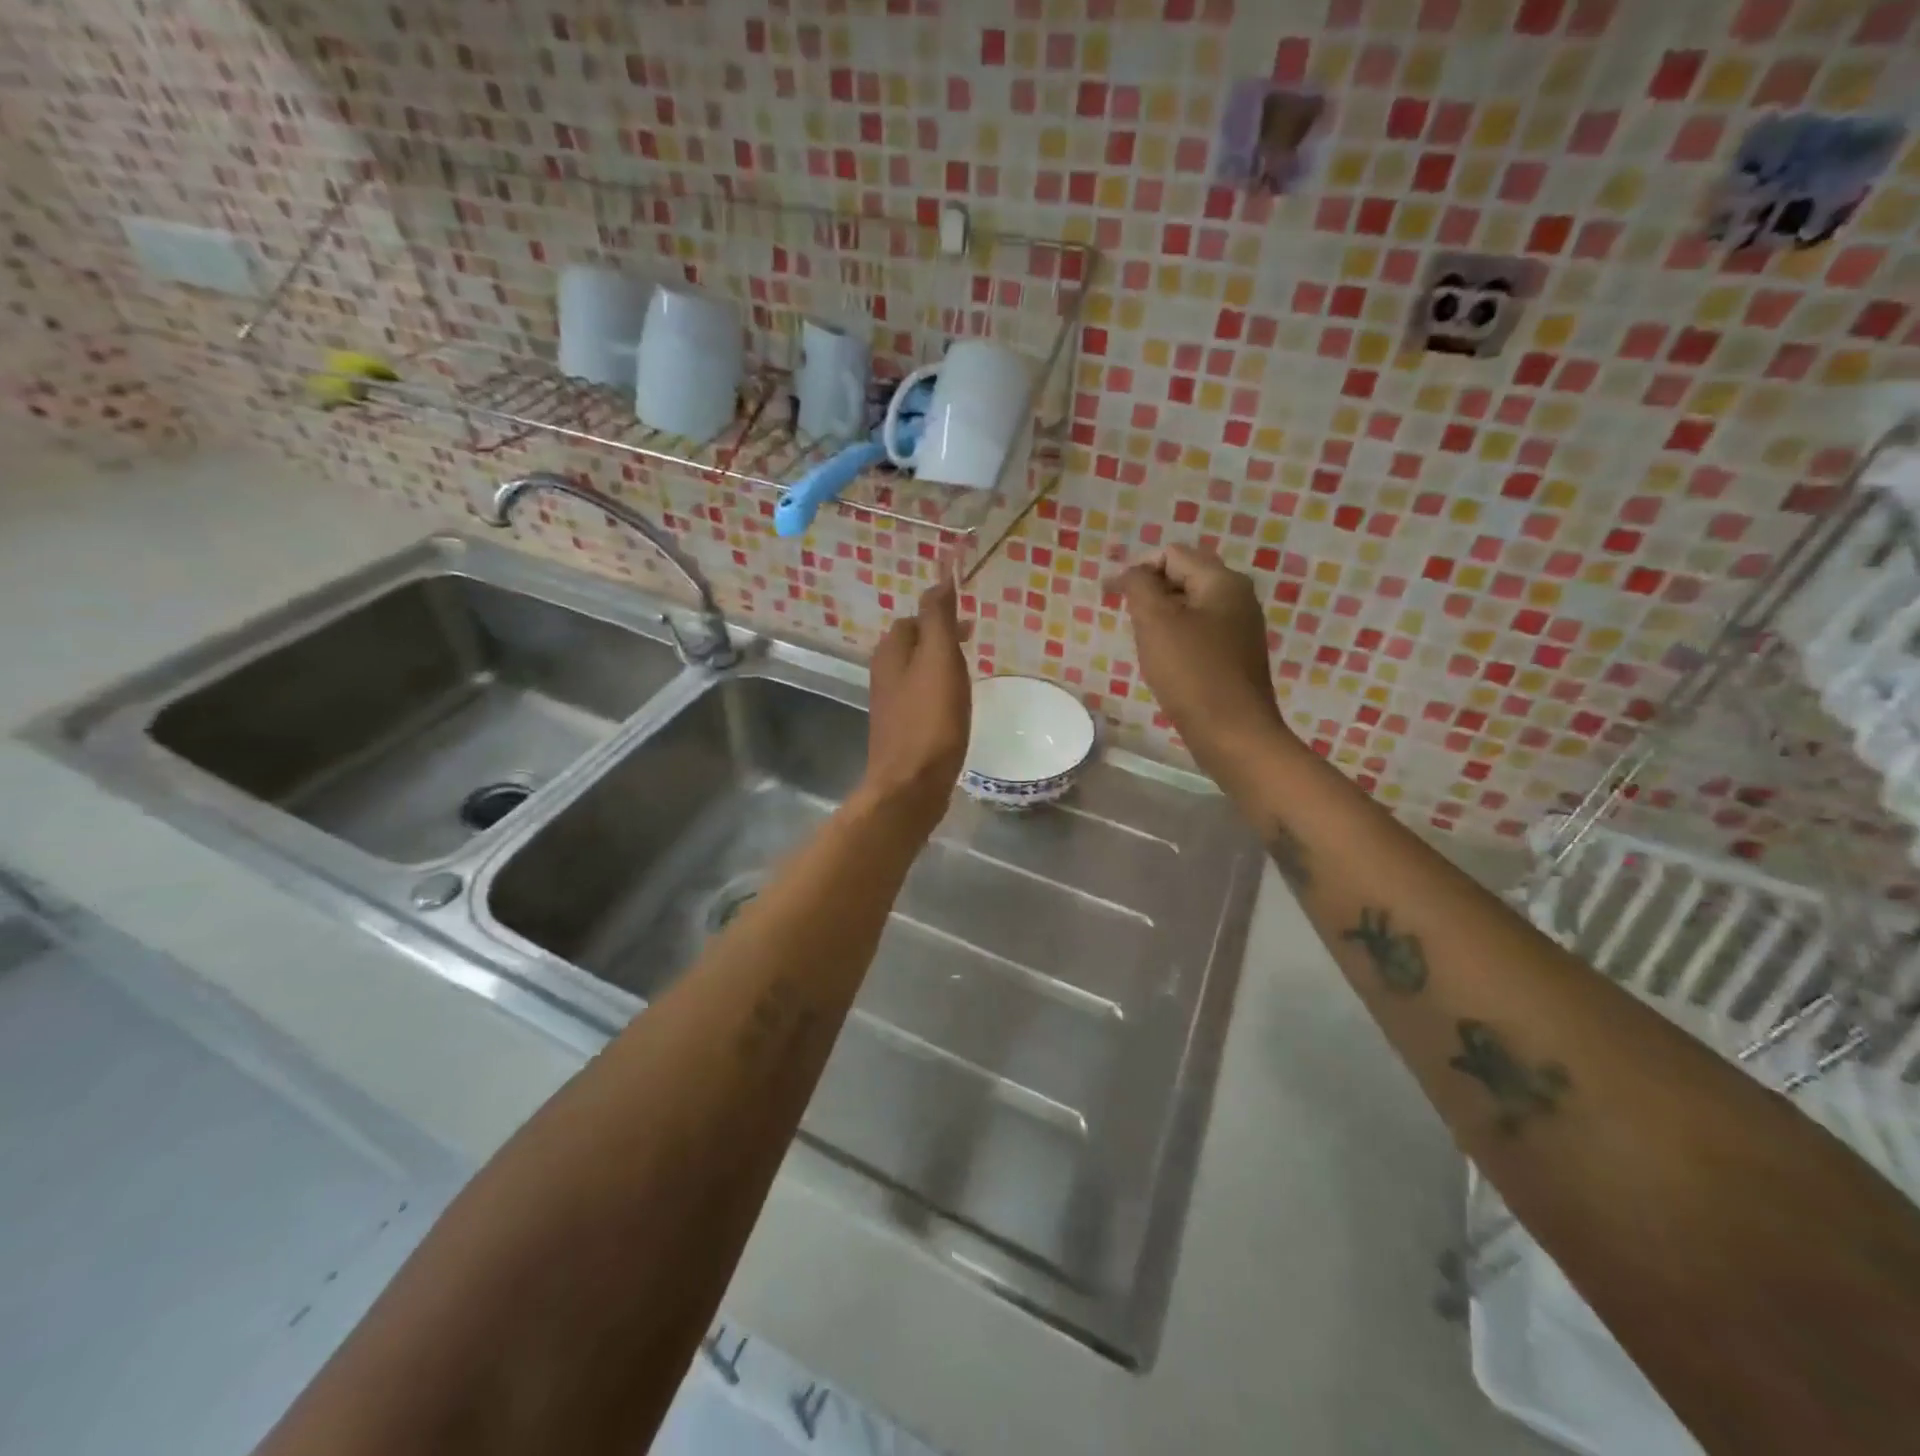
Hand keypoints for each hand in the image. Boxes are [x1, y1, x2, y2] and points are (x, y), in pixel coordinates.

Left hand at [861, 576, 972, 833]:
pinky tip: (955, 707)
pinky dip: (937, 693)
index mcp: (891, 653)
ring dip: (940, 666)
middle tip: (972, 645)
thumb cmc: (930, 721)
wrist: (911, 785)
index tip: (969, 624)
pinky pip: (920, 699)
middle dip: (940, 639)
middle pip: (913, 644)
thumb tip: (940, 577)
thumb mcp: (939, 661)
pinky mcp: (901, 730)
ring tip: (968, 674)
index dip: (940, 614)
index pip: (914, 618)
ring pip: (916, 672)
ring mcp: (890, 705)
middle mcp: (884, 674)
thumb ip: (938, 618)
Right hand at [1109, 545, 1287, 779]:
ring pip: (1190, 607)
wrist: (1233, 734)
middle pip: (1183, 577)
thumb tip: (1129, 571)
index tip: (1110, 596)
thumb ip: (1139, 586)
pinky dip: (1176, 638)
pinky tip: (1164, 663)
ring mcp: (1240, 629)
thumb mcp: (1156, 622)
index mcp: (1222, 581)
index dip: (1137, 568)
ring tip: (1142, 642)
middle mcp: (1238, 597)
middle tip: (1126, 620)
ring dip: (1161, 617)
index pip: (1171, 554)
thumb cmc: (1191, 674)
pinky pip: (1200, 633)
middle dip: (1149, 592)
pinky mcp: (1235, 657)